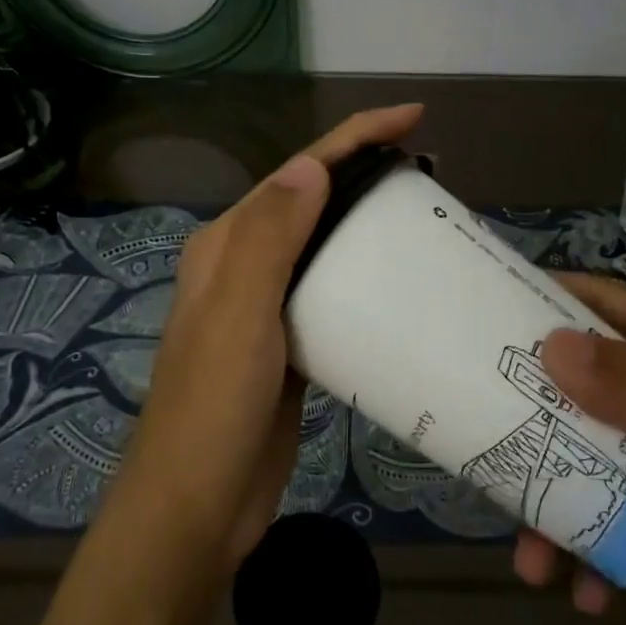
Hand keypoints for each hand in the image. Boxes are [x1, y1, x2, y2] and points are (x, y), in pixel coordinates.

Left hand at [113, 103, 424, 576]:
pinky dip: (363, 278)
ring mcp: (266, 308)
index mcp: (227, 245)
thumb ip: (270, 237)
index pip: (297, 173)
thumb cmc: (214, 406)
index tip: (411, 118)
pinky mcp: (290, 345)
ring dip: (365, 225)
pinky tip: (398, 281)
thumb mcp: (239, 314)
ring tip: (422, 213)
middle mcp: (243, 266)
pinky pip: (332, 295)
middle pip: (312, 202)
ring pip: (324, 248)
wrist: (198, 506)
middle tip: (427, 168)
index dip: (352, 137)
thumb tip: (311, 165)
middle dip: (364, 173)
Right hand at [514, 273, 625, 624]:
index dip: (560, 298)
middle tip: (472, 415)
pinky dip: (582, 555)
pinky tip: (579, 591)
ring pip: (584, 460)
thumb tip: (552, 345)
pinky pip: (602, 528)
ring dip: (547, 497)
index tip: (491, 300)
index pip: (617, 310)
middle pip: (587, 385)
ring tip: (524, 546)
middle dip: (533, 403)